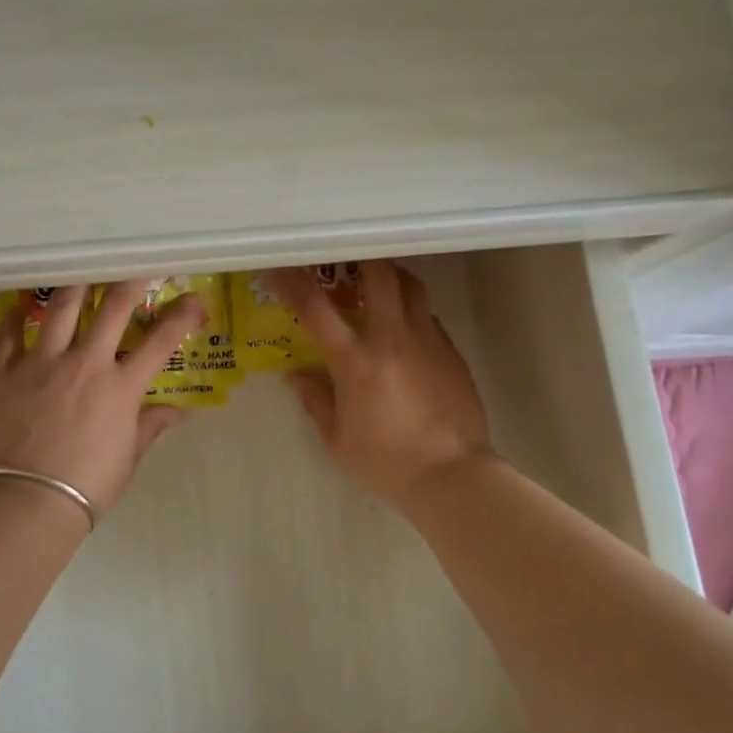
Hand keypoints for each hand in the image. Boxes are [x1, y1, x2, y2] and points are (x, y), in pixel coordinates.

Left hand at [0, 281, 206, 518]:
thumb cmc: (87, 486)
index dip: (182, 316)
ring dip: (76, 286)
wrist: (27, 502)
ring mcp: (42, 363)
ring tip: (81, 270)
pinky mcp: (5, 373)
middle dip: (129, 282)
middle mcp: (85, 363)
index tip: (193, 298)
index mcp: (120, 387)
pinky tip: (20, 306)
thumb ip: (149, 427)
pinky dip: (15, 316)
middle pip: (113, 308)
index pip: (161, 342)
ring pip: (61, 309)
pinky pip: (9, 335)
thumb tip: (176, 413)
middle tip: (135, 266)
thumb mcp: (128, 458)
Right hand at [268, 261, 494, 506]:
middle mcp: (392, 339)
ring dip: (394, 277)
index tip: (280, 267)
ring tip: (382, 281)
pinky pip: (429, 317)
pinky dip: (413, 312)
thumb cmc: (386, 461)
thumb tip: (296, 375)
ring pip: (412, 288)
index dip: (293, 283)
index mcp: (355, 361)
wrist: (452, 475)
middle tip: (349, 258)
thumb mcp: (337, 439)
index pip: (316, 310)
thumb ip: (315, 400)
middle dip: (362, 259)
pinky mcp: (451, 352)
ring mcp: (427, 341)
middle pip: (380, 276)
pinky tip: (407, 331)